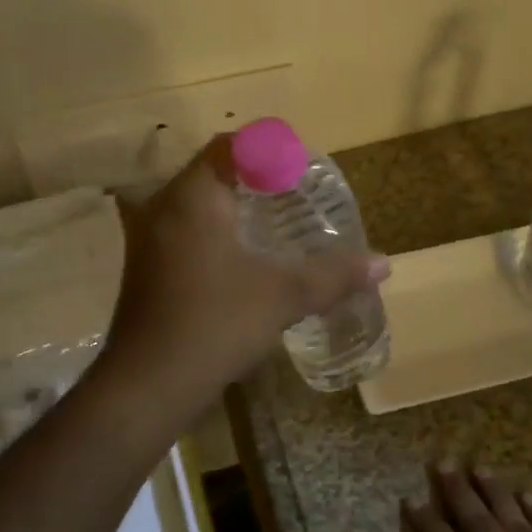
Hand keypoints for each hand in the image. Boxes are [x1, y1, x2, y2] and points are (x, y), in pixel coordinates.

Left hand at [95, 137, 389, 424]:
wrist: (148, 384)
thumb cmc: (215, 324)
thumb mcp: (282, 296)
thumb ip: (333, 275)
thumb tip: (384, 263)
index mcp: (193, 196)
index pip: (230, 146)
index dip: (268, 150)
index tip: (300, 170)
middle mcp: (164, 206)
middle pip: (214, 172)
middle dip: (256, 179)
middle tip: (296, 196)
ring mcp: (148, 238)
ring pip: (198, 204)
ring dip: (235, 208)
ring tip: (277, 226)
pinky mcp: (147, 267)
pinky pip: (186, 230)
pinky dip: (216, 232)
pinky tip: (243, 260)